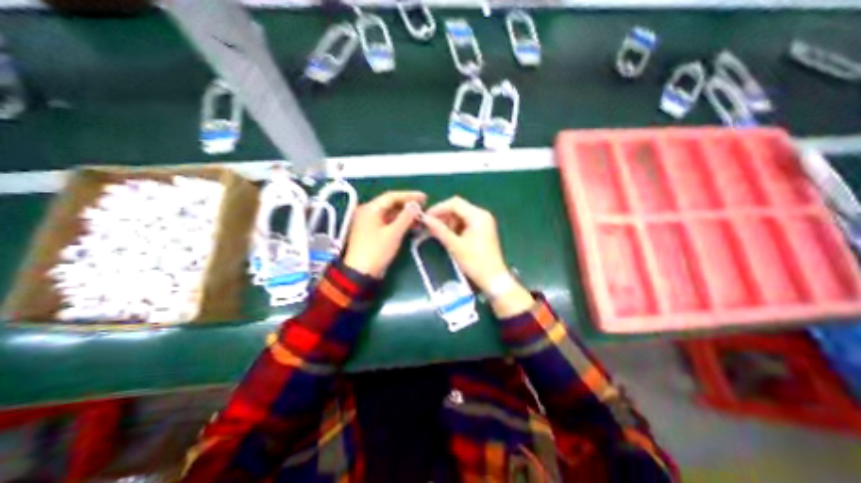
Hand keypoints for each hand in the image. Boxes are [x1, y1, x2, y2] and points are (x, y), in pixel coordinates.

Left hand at [342, 190, 424, 276]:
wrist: (360, 273)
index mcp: (370, 209)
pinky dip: (399, 223)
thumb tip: (416, 205)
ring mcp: (369, 223)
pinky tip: (411, 225)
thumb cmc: (376, 251)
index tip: (424, 197)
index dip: (409, 195)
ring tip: (420, 217)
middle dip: (407, 205)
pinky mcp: (372, 232)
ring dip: (404, 215)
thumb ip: (406, 217)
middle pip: (390, 204)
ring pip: (390, 214)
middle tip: (424, 206)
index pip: (391, 196)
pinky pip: (388, 222)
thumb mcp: (393, 233)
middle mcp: (368, 212)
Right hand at [423, 197, 536, 316]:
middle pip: (457, 208)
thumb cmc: (476, 262)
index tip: (425, 218)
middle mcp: (482, 215)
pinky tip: (447, 236)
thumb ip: (439, 230)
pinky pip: (464, 223)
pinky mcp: (481, 230)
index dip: (438, 208)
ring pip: (460, 216)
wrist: (493, 279)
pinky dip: (454, 228)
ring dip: (447, 223)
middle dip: (442, 216)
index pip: (454, 203)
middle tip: (429, 227)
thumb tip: (425, 219)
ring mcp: (483, 222)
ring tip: (436, 233)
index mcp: (478, 215)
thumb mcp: (455, 246)